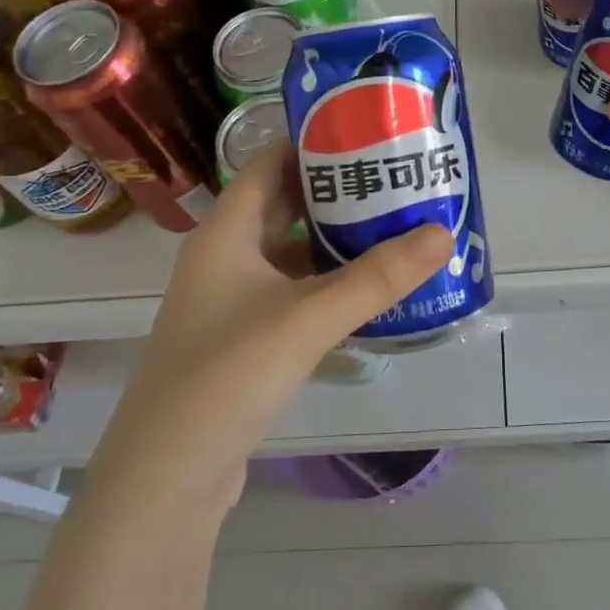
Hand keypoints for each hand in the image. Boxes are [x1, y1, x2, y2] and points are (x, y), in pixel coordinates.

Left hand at [89, 142, 453, 518]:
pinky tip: (368, 288)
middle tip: (396, 179)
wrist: (167, 477)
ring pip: (290, 252)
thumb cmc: (227, 375)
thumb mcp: (307, 318)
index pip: (269, 163)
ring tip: (394, 225)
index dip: (313, 143)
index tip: (368, 133)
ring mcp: (230, 301)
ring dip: (335, 240)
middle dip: (337, 191)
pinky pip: (292, 292)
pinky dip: (327, 282)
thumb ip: (376, 277)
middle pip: (284, 206)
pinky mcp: (243, 339)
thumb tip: (442, 234)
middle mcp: (224, 258)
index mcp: (225, 233)